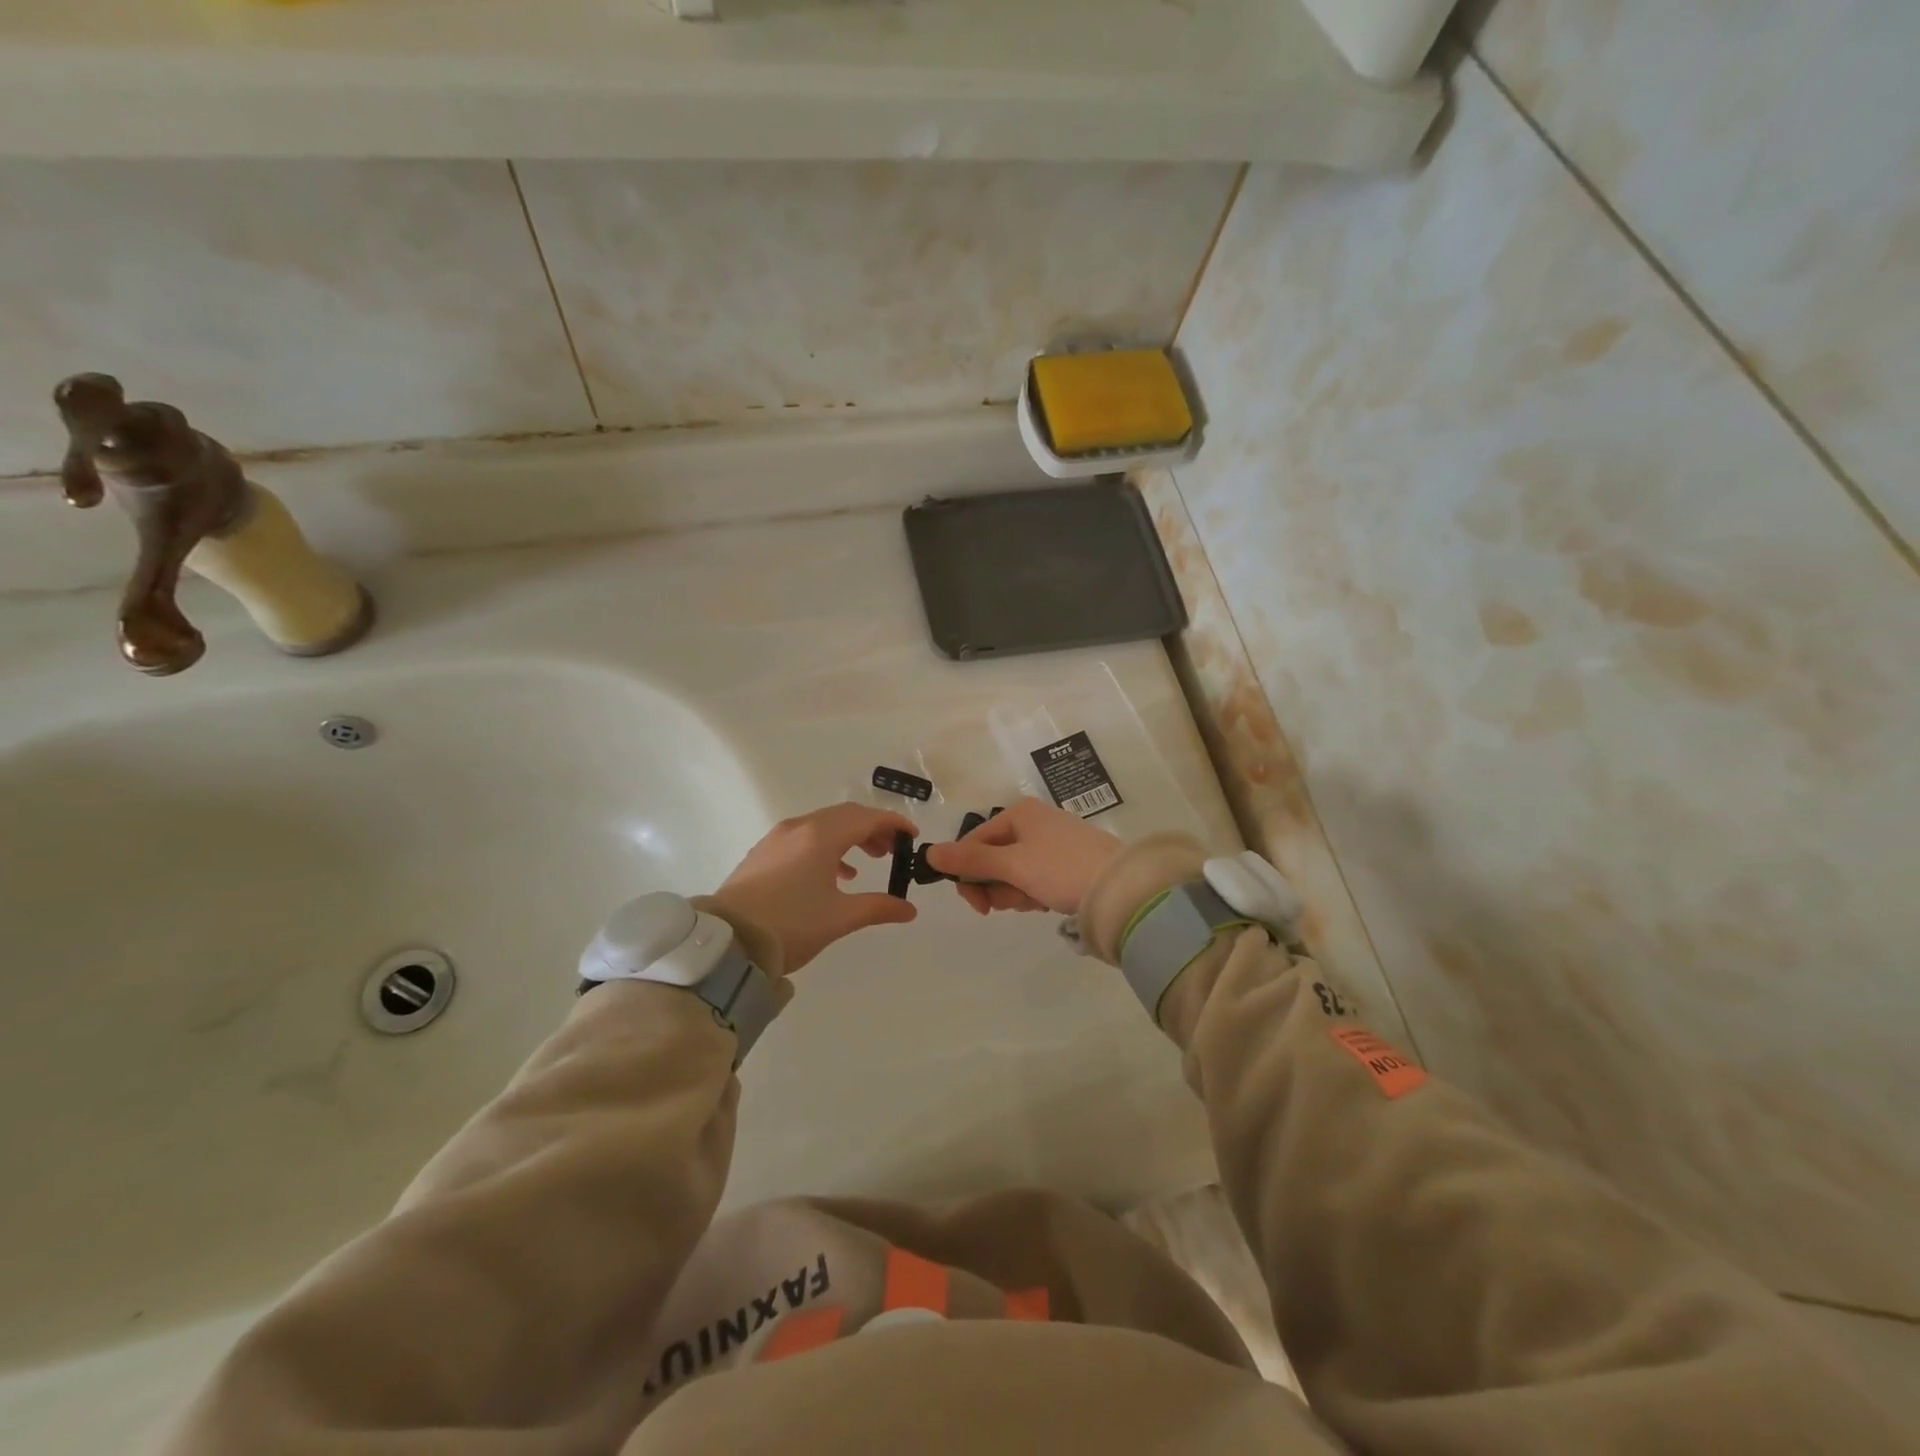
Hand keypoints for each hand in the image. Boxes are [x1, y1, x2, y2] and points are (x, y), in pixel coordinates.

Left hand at [710, 803, 918, 972]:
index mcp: (821, 836)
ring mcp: (777, 839)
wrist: (727, 942)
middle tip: (892, 851)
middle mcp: (799, 828)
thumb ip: (878, 907)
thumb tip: (909, 909)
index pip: (866, 817)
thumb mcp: (840, 918)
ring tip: (866, 863)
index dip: (894, 823)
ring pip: (822, 825)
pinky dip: (825, 847)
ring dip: (849, 838)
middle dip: (872, 829)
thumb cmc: (790, 925)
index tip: (913, 836)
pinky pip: (803, 838)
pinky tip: (832, 874)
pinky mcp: (762, 854)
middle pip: (845, 816)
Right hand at [923, 797, 1122, 916]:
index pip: (974, 841)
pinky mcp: (1068, 861)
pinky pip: (1035, 877)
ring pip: (1013, 871)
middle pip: (993, 857)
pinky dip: (1035, 892)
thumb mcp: (1012, 865)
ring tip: (1035, 902)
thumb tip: (928, 852)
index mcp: (1018, 813)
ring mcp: (1052, 841)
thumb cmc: (1061, 869)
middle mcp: (1033, 821)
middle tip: (1009, 904)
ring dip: (1015, 893)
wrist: (1121, 888)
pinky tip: (1048, 902)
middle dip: (996, 886)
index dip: (967, 873)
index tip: (977, 905)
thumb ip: (970, 860)